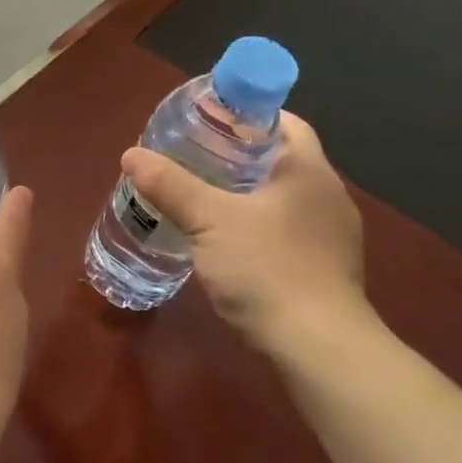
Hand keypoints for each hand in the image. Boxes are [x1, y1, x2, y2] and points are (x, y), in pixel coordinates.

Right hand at [122, 112, 364, 349]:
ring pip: (281, 197)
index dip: (247, 115)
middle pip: (280, 159)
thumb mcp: (209, 220)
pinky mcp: (322, 268)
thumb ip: (170, 185)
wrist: (318, 347)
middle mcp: (327, 196)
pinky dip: (254, 224)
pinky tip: (223, 241)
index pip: (284, 123)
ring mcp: (330, 235)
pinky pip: (284, 229)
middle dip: (237, 154)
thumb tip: (131, 155)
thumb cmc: (267, 269)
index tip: (208, 120)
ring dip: (244, 192)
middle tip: (190, 157)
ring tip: (198, 196)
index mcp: (309, 171)